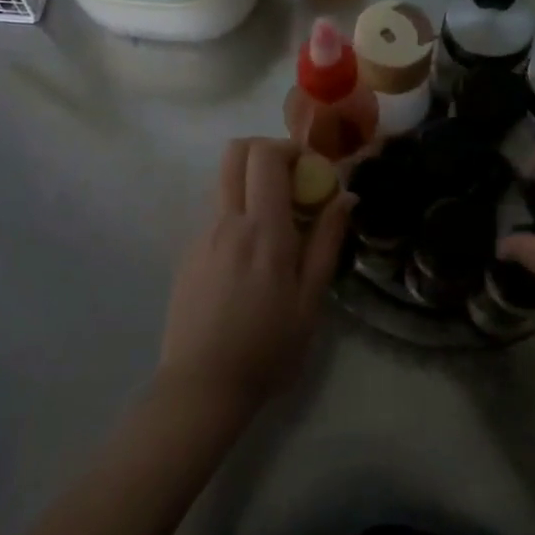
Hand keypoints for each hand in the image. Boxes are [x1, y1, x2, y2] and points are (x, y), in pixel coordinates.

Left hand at [158, 138, 351, 412]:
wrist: (202, 386)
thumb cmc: (268, 347)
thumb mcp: (310, 299)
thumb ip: (327, 241)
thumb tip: (346, 196)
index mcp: (263, 230)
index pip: (265, 155)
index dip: (291, 148)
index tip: (313, 171)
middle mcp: (226, 221)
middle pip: (235, 152)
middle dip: (266, 151)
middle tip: (293, 180)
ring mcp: (201, 234)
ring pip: (223, 180)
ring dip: (251, 181)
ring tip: (277, 221)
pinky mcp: (188, 252)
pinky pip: (215, 212)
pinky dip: (237, 210)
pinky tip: (251, 255)